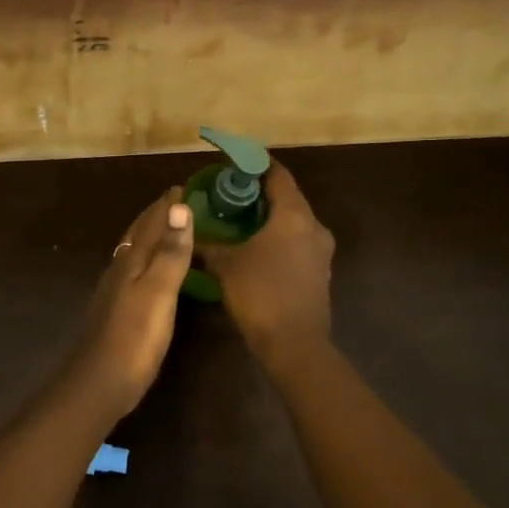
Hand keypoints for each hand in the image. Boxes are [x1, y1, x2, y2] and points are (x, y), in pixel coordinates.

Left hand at [69, 188, 194, 415]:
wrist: (101, 381)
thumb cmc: (135, 336)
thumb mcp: (159, 292)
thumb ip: (170, 252)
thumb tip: (179, 206)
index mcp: (131, 261)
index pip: (151, 222)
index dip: (167, 205)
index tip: (183, 186)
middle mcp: (120, 269)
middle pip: (138, 233)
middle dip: (157, 215)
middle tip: (177, 201)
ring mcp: (115, 290)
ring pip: (134, 251)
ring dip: (150, 235)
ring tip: (168, 228)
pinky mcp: (117, 309)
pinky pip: (134, 271)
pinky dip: (147, 259)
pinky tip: (150, 271)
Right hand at [198, 160, 333, 363]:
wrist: (294, 345)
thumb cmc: (260, 294)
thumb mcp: (225, 265)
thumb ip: (208, 243)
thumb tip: (188, 230)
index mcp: (294, 215)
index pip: (277, 174)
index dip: (255, 164)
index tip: (233, 162)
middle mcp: (313, 226)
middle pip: (287, 197)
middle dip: (259, 192)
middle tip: (229, 193)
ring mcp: (321, 251)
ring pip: (293, 222)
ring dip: (269, 217)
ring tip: (239, 220)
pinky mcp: (320, 272)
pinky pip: (297, 243)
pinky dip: (278, 238)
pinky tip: (255, 248)